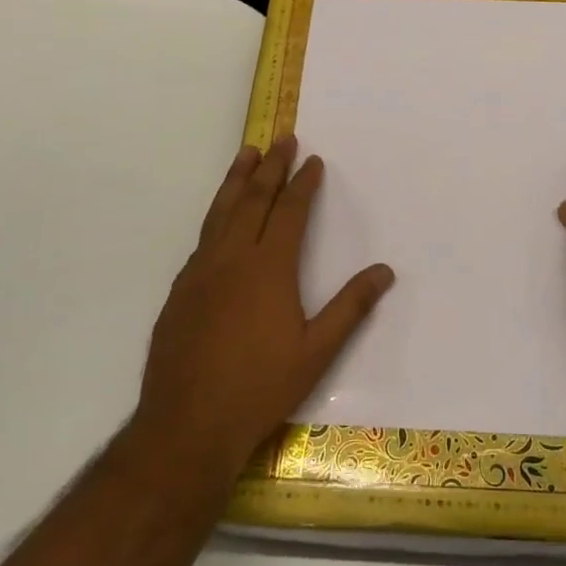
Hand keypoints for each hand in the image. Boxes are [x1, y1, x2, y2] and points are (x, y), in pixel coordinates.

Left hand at [136, 136, 395, 478]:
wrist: (186, 425)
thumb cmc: (259, 388)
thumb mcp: (316, 352)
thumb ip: (350, 308)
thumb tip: (384, 271)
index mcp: (269, 268)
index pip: (290, 211)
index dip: (303, 183)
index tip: (312, 160)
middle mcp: (233, 258)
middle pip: (254, 200)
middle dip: (271, 167)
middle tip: (282, 140)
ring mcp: (201, 272)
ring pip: (221, 212)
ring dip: (236, 180)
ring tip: (246, 154)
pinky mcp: (180, 290)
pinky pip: (202, 238)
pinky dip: (216, 216)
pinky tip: (219, 218)